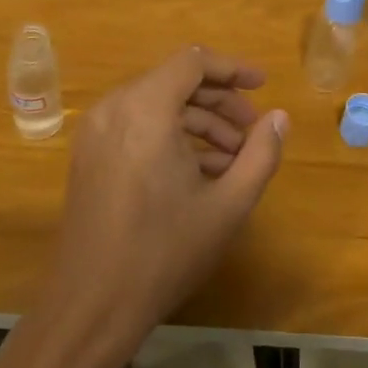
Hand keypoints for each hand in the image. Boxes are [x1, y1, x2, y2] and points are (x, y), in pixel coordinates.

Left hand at [41, 47, 287, 355]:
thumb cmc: (164, 251)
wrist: (91, 306)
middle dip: (219, 102)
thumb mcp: (228, 204)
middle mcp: (114, 108)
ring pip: (157, 104)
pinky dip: (171, 136)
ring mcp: (96, 132)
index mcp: (145, 108)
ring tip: (234, 158)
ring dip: (198, 122)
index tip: (263, 86)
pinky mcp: (89, 155)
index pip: (193, 61)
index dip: (232, 69)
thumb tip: (279, 118)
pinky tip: (201, 172)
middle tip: (253, 131)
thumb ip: (261, 154)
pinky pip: (137, 125)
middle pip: (175, 81)